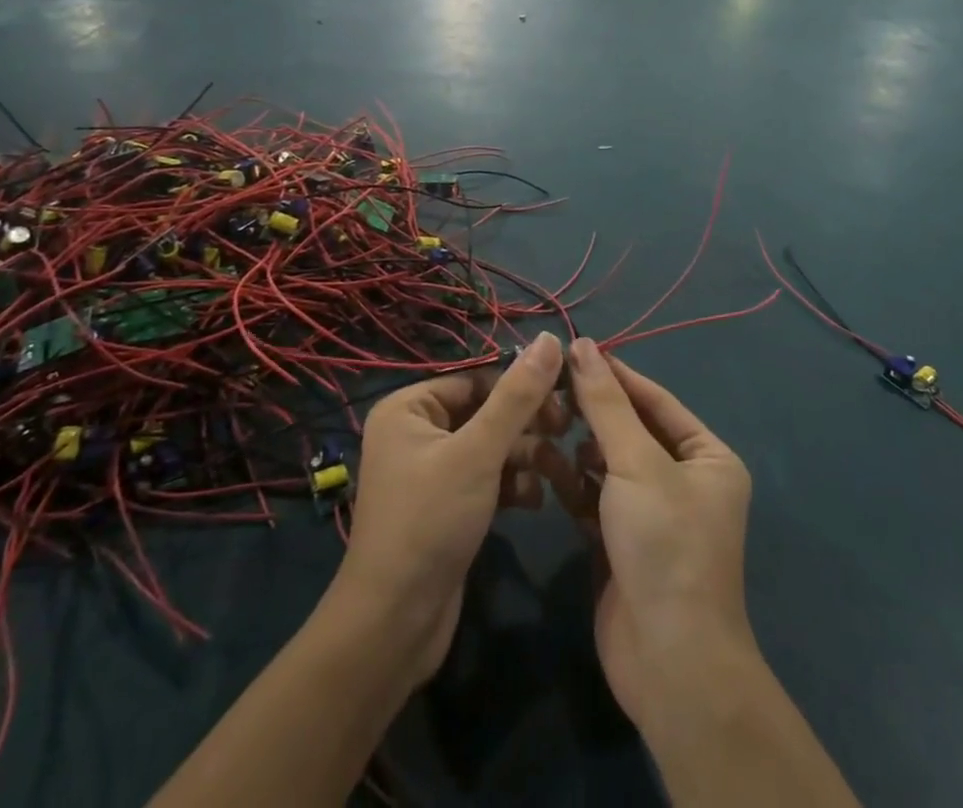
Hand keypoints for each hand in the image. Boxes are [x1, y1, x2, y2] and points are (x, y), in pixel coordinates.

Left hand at [335, 334, 567, 685]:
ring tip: (558, 472)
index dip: (521, 384)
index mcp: (409, 408)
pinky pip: (486, 478)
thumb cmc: (430, 522)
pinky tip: (534, 501)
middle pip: (485, 411)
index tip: (565, 396)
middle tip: (566, 430)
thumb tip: (551, 338)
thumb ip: (517, 396)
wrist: (395, 625)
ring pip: (490, 447)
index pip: (476, 379)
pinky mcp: (446, 506)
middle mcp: (416, 432)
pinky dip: (511, 485)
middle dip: (526, 424)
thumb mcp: (479, 452)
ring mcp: (431, 472)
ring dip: (525, 457)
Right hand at [547, 338, 755, 732]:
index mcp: (708, 457)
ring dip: (578, 448)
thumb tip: (582, 344)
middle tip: (548, 389)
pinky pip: (596, 498)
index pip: (656, 400)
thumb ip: (606, 403)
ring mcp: (653, 514)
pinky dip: (573, 484)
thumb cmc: (665, 544)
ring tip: (544, 427)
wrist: (669, 661)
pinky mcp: (623, 543)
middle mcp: (685, 481)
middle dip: (592, 413)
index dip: (616, 374)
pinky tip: (545, 467)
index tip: (573, 350)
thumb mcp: (636, 462)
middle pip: (631, 431)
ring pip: (609, 464)